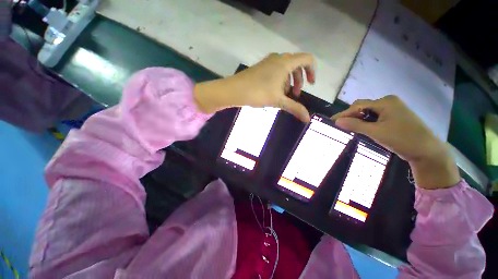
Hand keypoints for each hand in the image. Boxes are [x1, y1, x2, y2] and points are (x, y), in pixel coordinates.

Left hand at [194, 53, 314, 121]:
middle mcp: (278, 58)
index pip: (307, 59)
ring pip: (285, 69)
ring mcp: (267, 62)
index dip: (312, 71)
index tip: (311, 84)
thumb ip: (295, 108)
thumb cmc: (258, 93)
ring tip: (284, 95)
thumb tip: (308, 119)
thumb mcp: (278, 101)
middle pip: (296, 65)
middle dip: (299, 80)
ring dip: (289, 81)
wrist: (234, 90)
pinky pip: (275, 70)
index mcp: (285, 62)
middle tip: (295, 94)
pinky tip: (274, 92)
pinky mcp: (260, 67)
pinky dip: (279, 80)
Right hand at [331, 95, 459, 188]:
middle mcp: (388, 102)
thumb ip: (355, 125)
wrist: (427, 151)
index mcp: (385, 102)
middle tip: (340, 125)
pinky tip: (362, 128)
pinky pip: (375, 116)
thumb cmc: (403, 139)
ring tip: (349, 128)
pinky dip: (366, 122)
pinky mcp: (394, 116)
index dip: (344, 113)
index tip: (332, 121)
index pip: (358, 106)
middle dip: (351, 116)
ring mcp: (392, 109)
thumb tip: (337, 121)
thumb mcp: (376, 132)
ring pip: (368, 112)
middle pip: (363, 107)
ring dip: (358, 119)